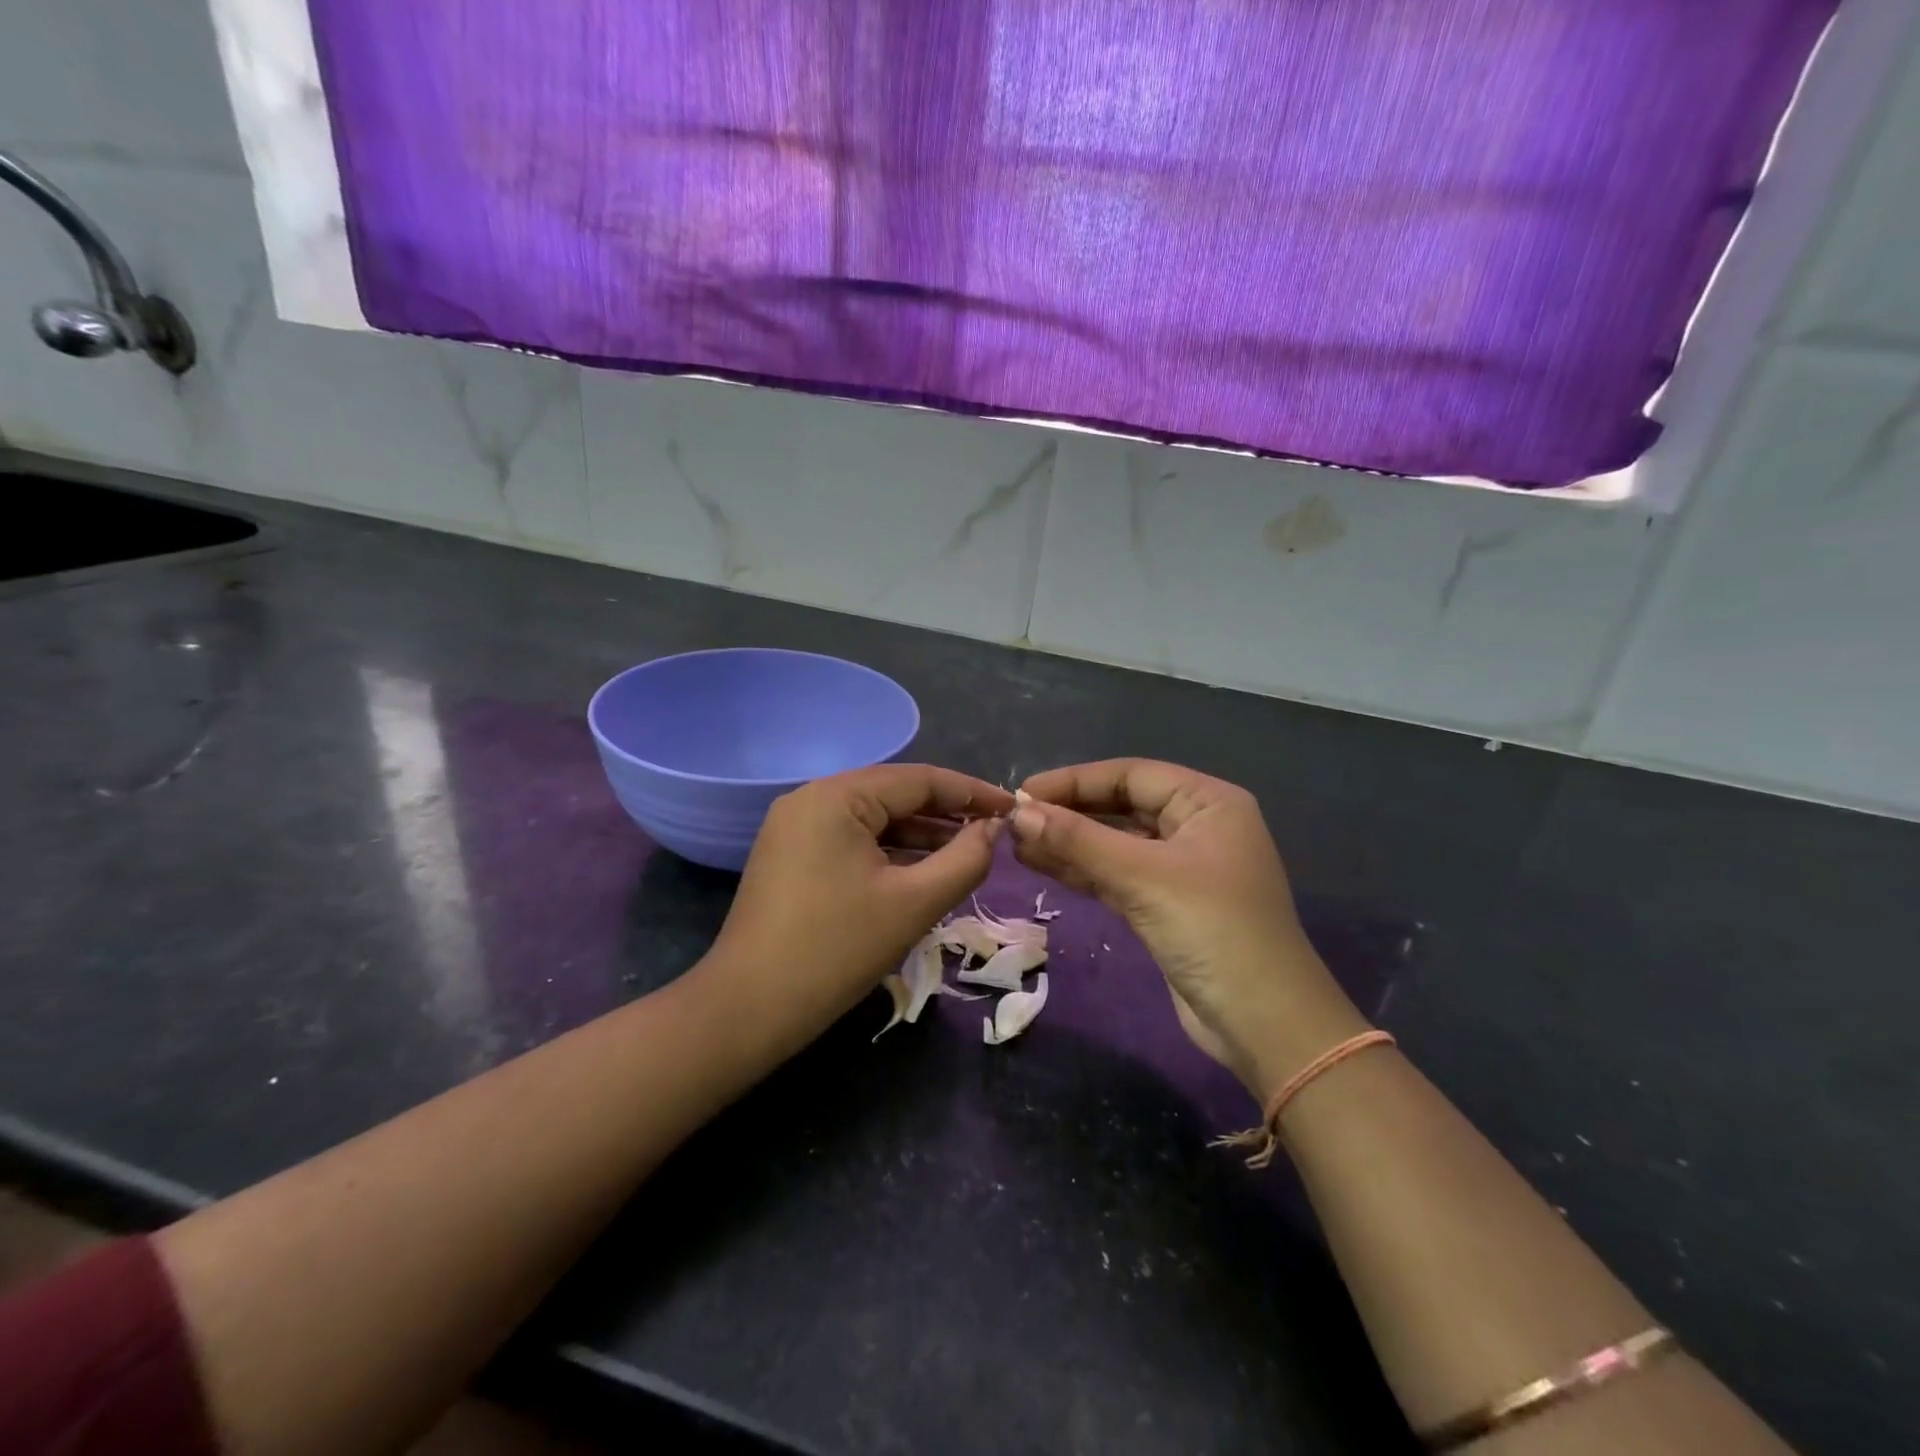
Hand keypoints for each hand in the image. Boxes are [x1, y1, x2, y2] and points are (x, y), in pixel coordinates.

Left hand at [701, 764, 1014, 1052]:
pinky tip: (922, 870)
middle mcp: (812, 798)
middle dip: (947, 814)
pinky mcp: (791, 855)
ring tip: (968, 853)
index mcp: (837, 796)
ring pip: (874, 819)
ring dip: (920, 834)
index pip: (920, 780)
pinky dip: (890, 852)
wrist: (749, 1009)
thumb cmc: (836, 950)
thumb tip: (993, 830)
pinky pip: (852, 840)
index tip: (1015, 809)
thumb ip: (965, 860)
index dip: (972, 793)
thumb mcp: (914, 904)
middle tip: (995, 834)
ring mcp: (796, 826)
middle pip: (895, 794)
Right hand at [1010, 759, 1366, 1098]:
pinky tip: (1041, 866)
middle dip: (1069, 813)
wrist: (1263, 1024)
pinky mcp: (1166, 905)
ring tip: (1016, 844)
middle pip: (1121, 806)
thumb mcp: (1142, 877)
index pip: (1130, 775)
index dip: (1074, 781)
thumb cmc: (1212, 930)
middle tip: (1014, 822)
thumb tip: (1018, 814)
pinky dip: (1082, 871)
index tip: (1022, 793)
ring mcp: (1181, 868)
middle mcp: (1196, 827)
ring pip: (1115, 843)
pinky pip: (1117, 875)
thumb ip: (1078, 841)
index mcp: (1207, 802)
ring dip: (1069, 843)